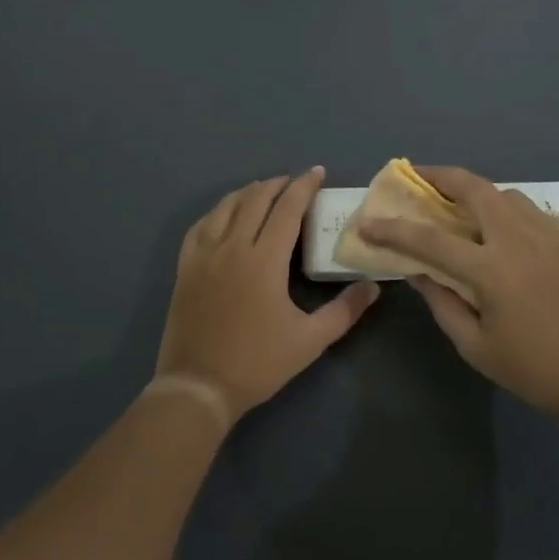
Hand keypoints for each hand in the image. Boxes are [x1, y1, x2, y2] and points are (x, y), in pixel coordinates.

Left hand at [157, 169, 380, 421]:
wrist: (198, 387)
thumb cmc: (258, 363)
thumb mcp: (310, 340)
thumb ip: (345, 310)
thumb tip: (373, 286)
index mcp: (264, 260)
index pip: (287, 208)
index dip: (304, 186)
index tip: (318, 172)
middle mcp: (232, 247)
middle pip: (255, 199)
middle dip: (278, 184)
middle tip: (295, 182)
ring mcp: (203, 255)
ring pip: (225, 207)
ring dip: (248, 193)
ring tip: (264, 191)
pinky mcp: (185, 268)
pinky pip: (200, 226)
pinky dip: (217, 211)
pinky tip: (225, 215)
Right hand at [358, 166, 558, 420]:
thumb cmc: (535, 369)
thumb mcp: (476, 347)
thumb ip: (443, 302)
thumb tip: (417, 271)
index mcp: (491, 270)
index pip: (430, 238)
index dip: (393, 229)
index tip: (367, 222)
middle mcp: (518, 239)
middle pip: (474, 188)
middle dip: (441, 176)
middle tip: (418, 178)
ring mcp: (547, 234)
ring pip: (504, 193)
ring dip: (474, 190)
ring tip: (456, 203)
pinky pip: (527, 209)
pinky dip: (502, 206)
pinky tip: (495, 226)